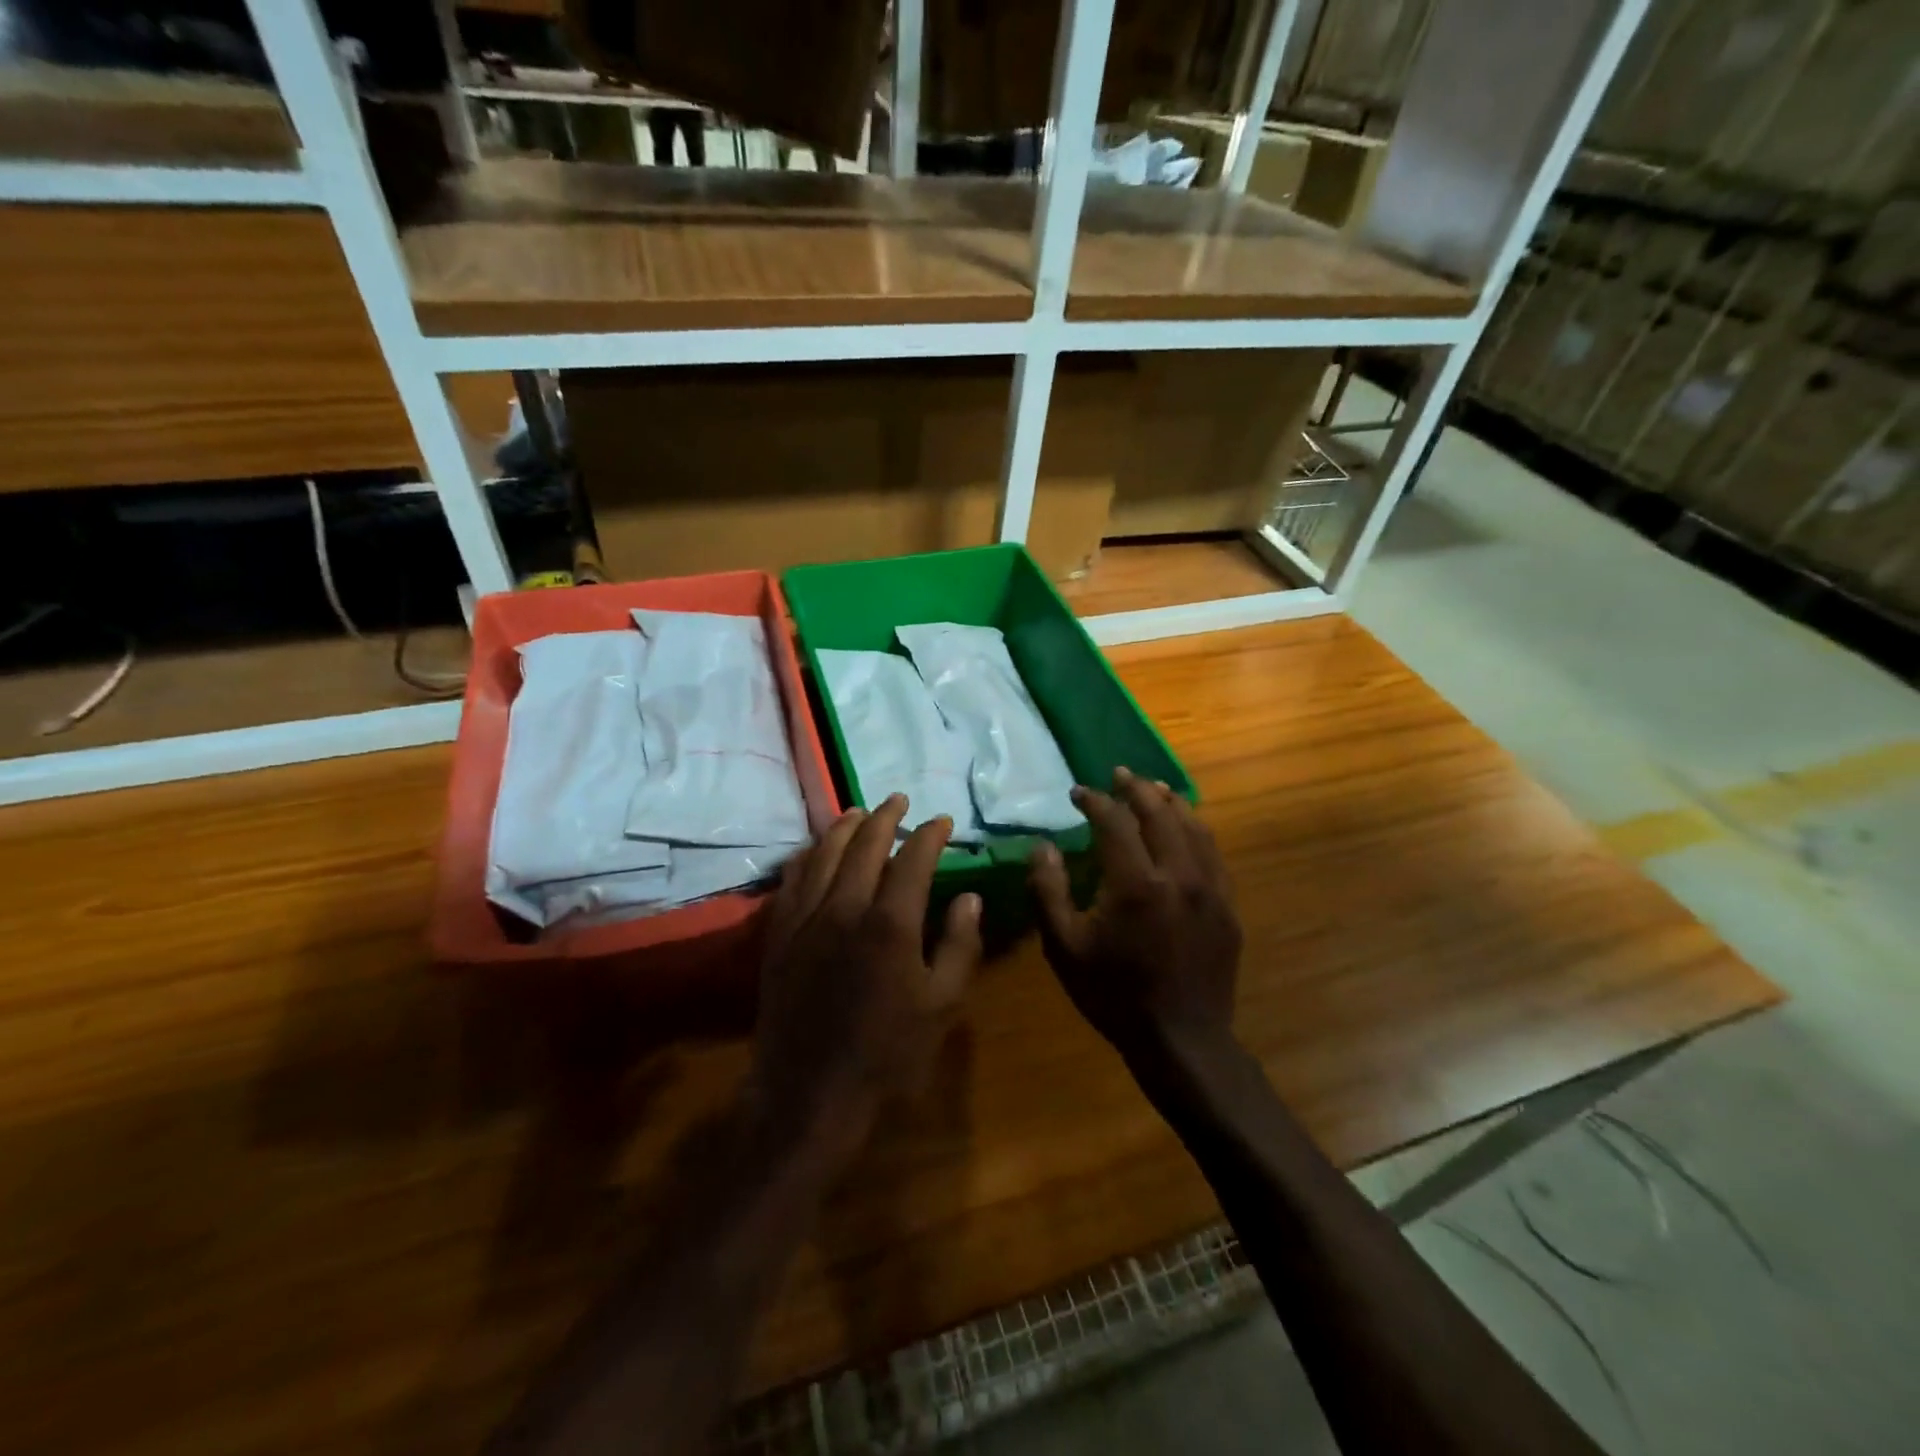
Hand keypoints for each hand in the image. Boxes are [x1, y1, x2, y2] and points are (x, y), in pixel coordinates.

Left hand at [749, 794, 982, 1160]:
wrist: (810, 1094)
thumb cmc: (887, 1054)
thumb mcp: (942, 1006)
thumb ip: (960, 946)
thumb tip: (970, 897)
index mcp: (890, 924)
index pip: (914, 859)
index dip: (930, 834)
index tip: (942, 821)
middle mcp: (844, 908)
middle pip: (865, 844)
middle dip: (886, 816)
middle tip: (900, 799)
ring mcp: (806, 919)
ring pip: (824, 854)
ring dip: (844, 827)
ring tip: (859, 811)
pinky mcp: (779, 935)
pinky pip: (792, 880)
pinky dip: (808, 855)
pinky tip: (815, 850)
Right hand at [1029, 768, 1241, 1065]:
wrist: (1182, 1040)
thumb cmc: (1114, 994)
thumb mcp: (1064, 947)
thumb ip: (1049, 890)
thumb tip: (1043, 846)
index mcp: (1135, 883)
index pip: (1114, 821)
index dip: (1094, 800)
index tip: (1078, 793)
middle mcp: (1178, 874)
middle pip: (1159, 812)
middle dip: (1136, 788)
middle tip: (1118, 774)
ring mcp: (1210, 888)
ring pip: (1193, 827)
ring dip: (1170, 801)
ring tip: (1154, 787)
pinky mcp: (1227, 905)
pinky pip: (1213, 853)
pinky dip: (1196, 829)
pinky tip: (1187, 827)